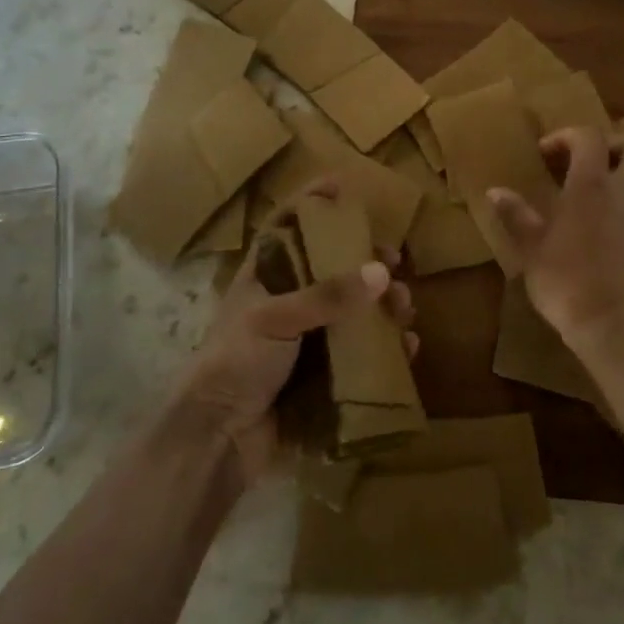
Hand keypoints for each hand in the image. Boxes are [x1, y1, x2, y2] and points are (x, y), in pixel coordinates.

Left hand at [175, 182, 413, 480]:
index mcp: (264, 277)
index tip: (344, 183)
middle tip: (397, 262)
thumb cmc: (235, 362)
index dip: (312, 202)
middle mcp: (286, 302)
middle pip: (332, 269)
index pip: (288, 226)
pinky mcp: (320, 377)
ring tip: (407, 309)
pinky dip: (385, 350)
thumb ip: (327, 294)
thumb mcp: (275, 317)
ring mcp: (304, 341)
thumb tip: (381, 271)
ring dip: (382, 307)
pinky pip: (360, 356)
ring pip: (352, 313)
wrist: (216, 440)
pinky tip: (406, 349)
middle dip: (366, 262)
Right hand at [487, 126, 623, 358]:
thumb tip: (494, 191)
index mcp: (591, 185)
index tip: (547, 153)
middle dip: (618, 142)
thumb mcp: (530, 249)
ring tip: (621, 180)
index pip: (588, 136)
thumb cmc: (566, 283)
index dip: (567, 136)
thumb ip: (515, 215)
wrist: (615, 326)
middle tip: (595, 160)